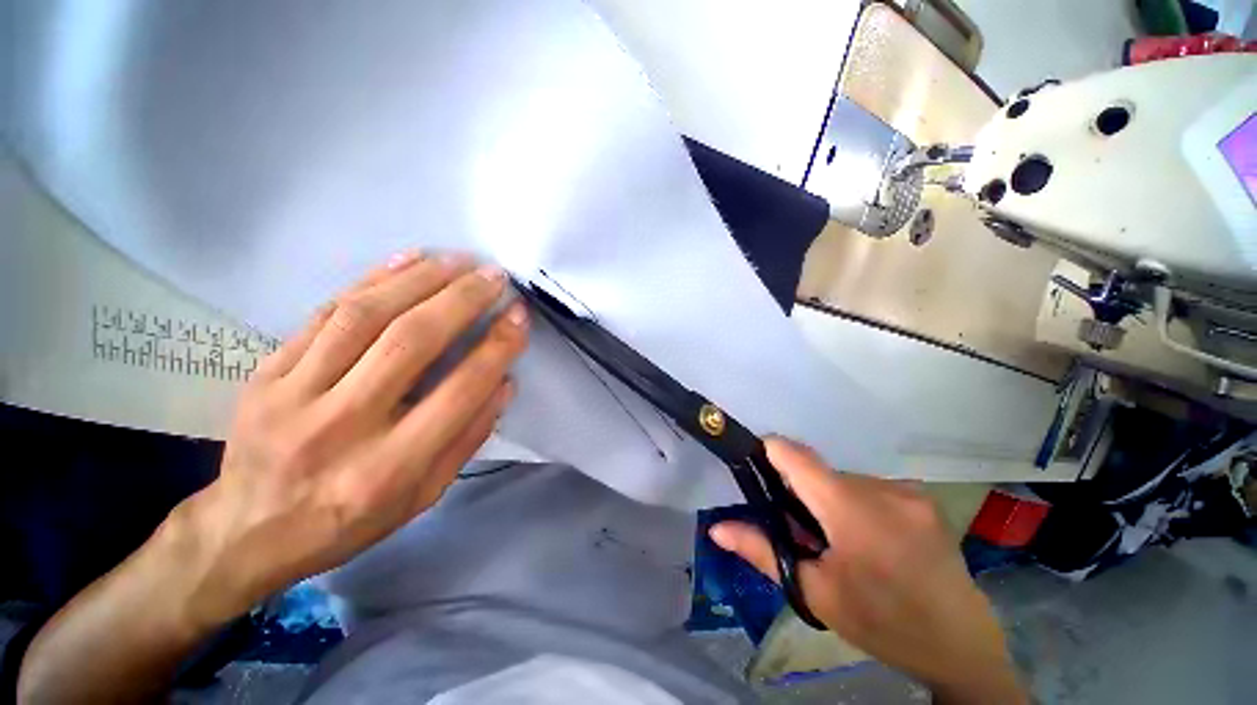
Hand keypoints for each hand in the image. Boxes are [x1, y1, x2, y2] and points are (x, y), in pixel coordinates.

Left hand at [169, 251, 529, 626]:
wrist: (247, 529)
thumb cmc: (349, 520)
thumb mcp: (424, 495)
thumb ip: (469, 437)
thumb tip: (504, 382)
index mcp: (390, 468)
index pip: (460, 390)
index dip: (497, 347)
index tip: (519, 316)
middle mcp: (342, 426)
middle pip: (411, 342)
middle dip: (463, 300)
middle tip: (495, 276)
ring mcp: (294, 394)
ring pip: (365, 316)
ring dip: (421, 279)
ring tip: (459, 261)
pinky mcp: (267, 371)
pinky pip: (325, 312)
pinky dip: (372, 279)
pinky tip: (407, 259)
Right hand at [709, 439, 1024, 703]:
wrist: (961, 647)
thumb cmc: (883, 625)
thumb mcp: (816, 593)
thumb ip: (762, 551)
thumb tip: (716, 528)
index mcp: (852, 509)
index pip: (796, 456)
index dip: (769, 452)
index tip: (754, 468)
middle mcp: (881, 488)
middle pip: (819, 472)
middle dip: (801, 493)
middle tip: (801, 532)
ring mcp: (907, 490)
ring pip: (843, 479)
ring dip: (829, 500)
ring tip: (839, 542)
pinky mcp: (922, 497)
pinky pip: (869, 487)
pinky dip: (854, 503)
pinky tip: (868, 539)